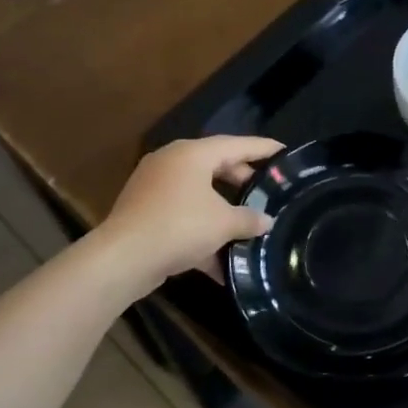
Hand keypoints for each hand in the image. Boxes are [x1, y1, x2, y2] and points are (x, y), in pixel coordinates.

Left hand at [98, 136, 280, 297]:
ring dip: (223, 211)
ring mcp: (154, 188)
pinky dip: (202, 232)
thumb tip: (266, 220)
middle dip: (243, 182)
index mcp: (192, 154)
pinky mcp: (145, 213)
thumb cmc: (179, 227)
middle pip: (217, 166)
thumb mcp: (223, 223)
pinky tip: (221, 262)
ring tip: (248, 225)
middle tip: (267, 192)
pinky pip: (183, 216)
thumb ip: (249, 219)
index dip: (263, 148)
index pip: (237, 144)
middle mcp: (172, 163)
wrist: (123, 259)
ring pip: (199, 194)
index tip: (284, 151)